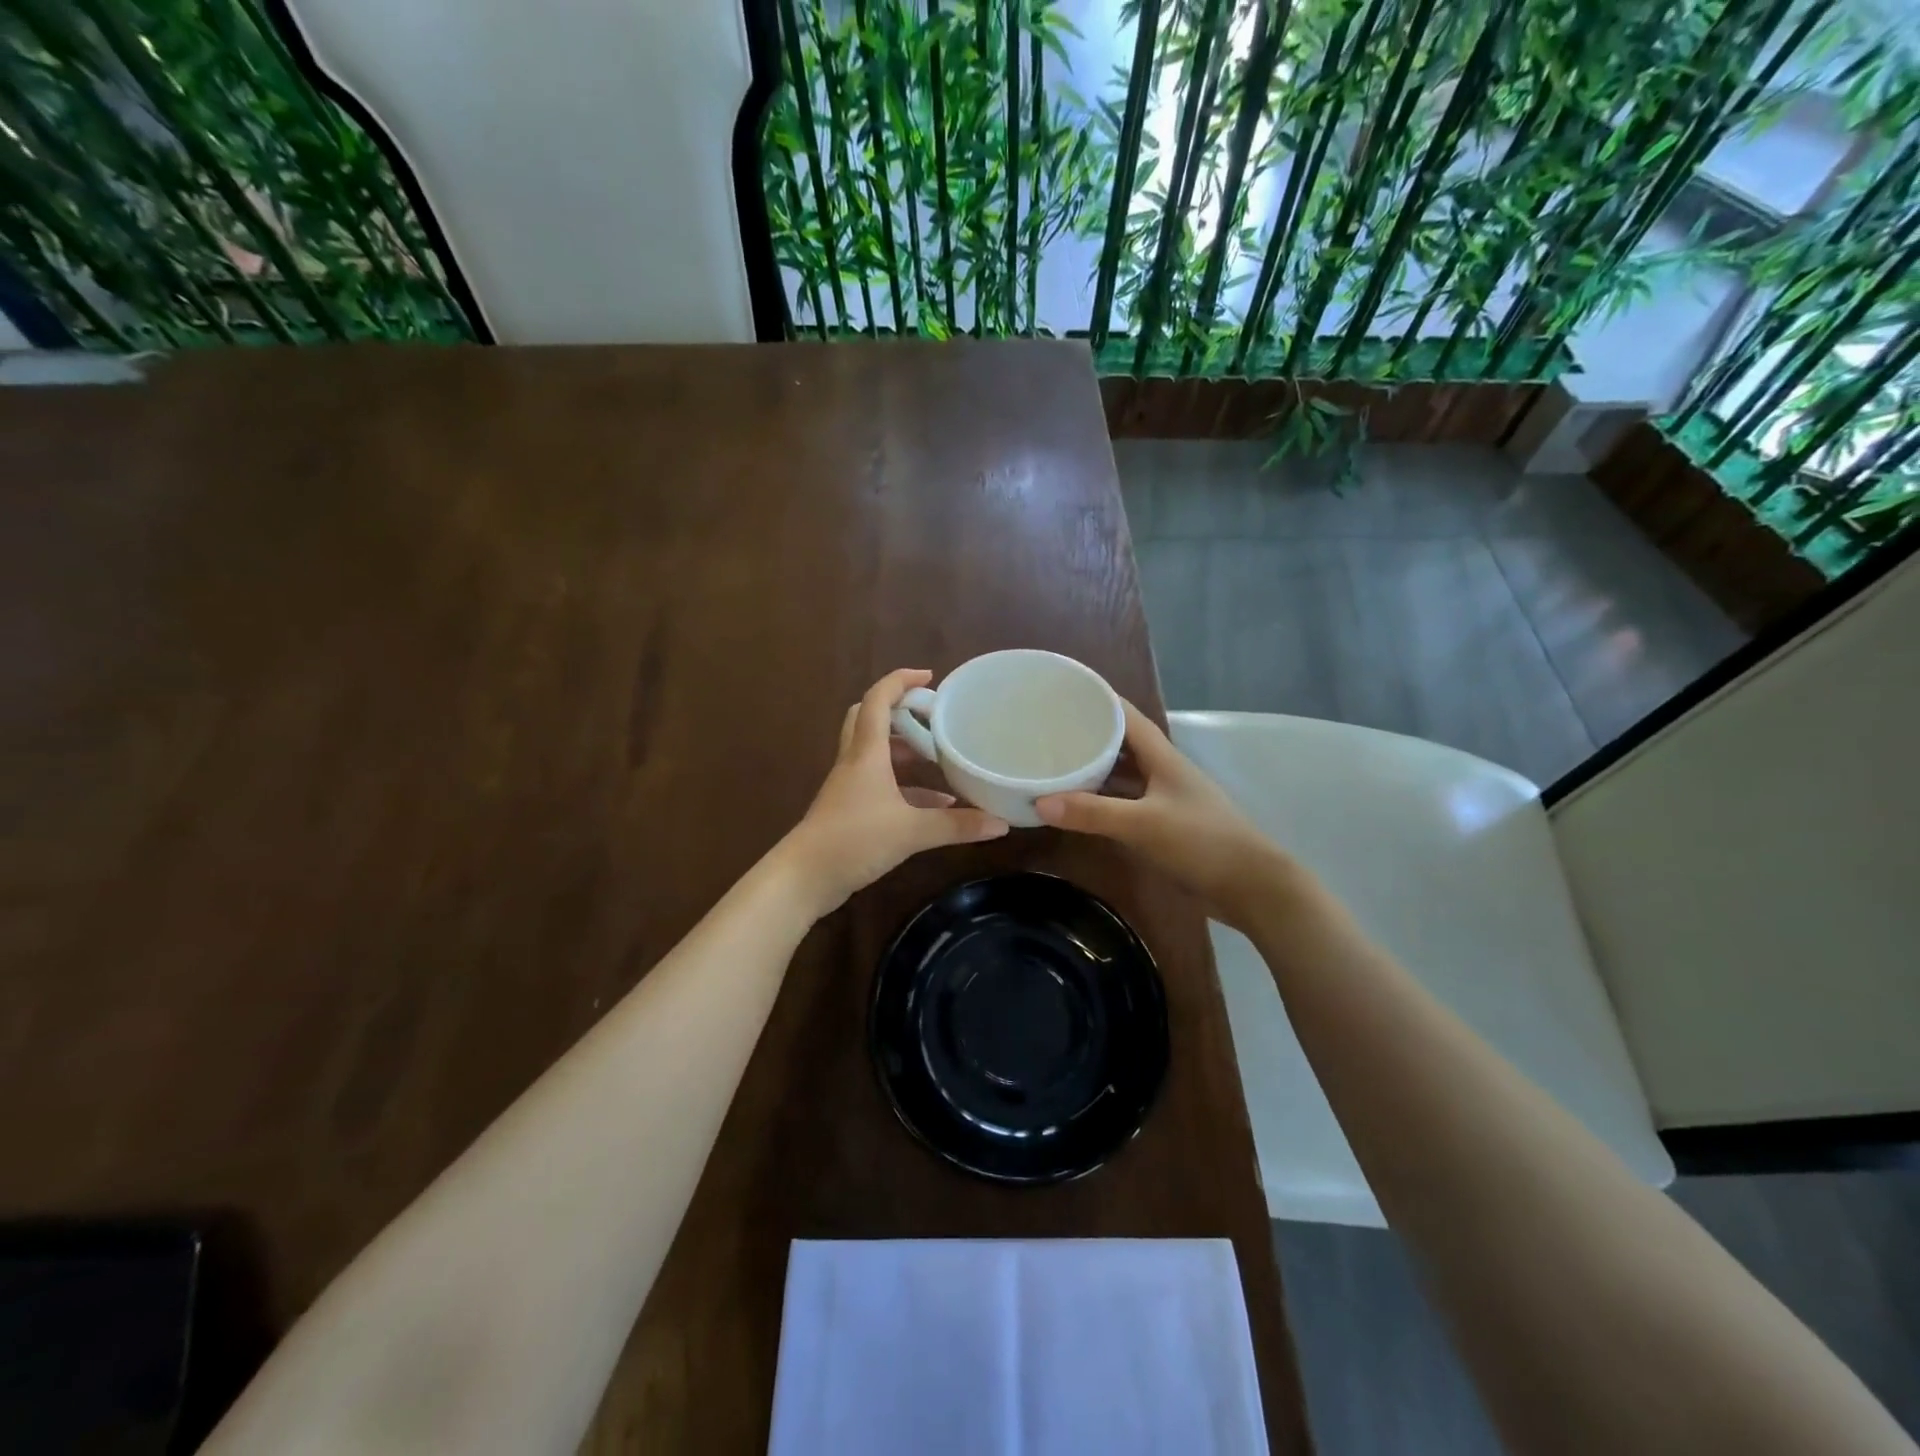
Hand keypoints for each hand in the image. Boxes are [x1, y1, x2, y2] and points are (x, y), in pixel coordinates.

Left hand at [781, 669, 1009, 913]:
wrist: (804, 878)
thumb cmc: (854, 840)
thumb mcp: (911, 832)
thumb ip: (956, 826)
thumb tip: (1000, 824)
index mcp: (866, 753)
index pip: (877, 701)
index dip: (900, 681)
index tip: (929, 677)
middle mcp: (855, 762)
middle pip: (868, 719)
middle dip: (899, 712)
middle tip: (931, 717)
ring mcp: (849, 787)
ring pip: (876, 754)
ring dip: (905, 752)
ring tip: (940, 759)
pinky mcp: (849, 809)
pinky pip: (880, 785)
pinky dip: (906, 788)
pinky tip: (936, 806)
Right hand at [1036, 700, 1293, 931]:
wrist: (1251, 885)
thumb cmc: (1201, 841)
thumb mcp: (1143, 824)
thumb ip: (1093, 813)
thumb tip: (1039, 802)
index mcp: (1162, 756)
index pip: (1125, 714)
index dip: (1096, 700)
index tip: (1061, 693)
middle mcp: (1162, 770)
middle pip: (1121, 742)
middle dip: (1087, 734)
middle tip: (1045, 731)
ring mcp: (1165, 797)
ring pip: (1122, 773)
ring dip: (1094, 768)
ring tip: (1054, 763)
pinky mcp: (1164, 823)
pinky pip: (1125, 801)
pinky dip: (1102, 799)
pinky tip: (1079, 804)